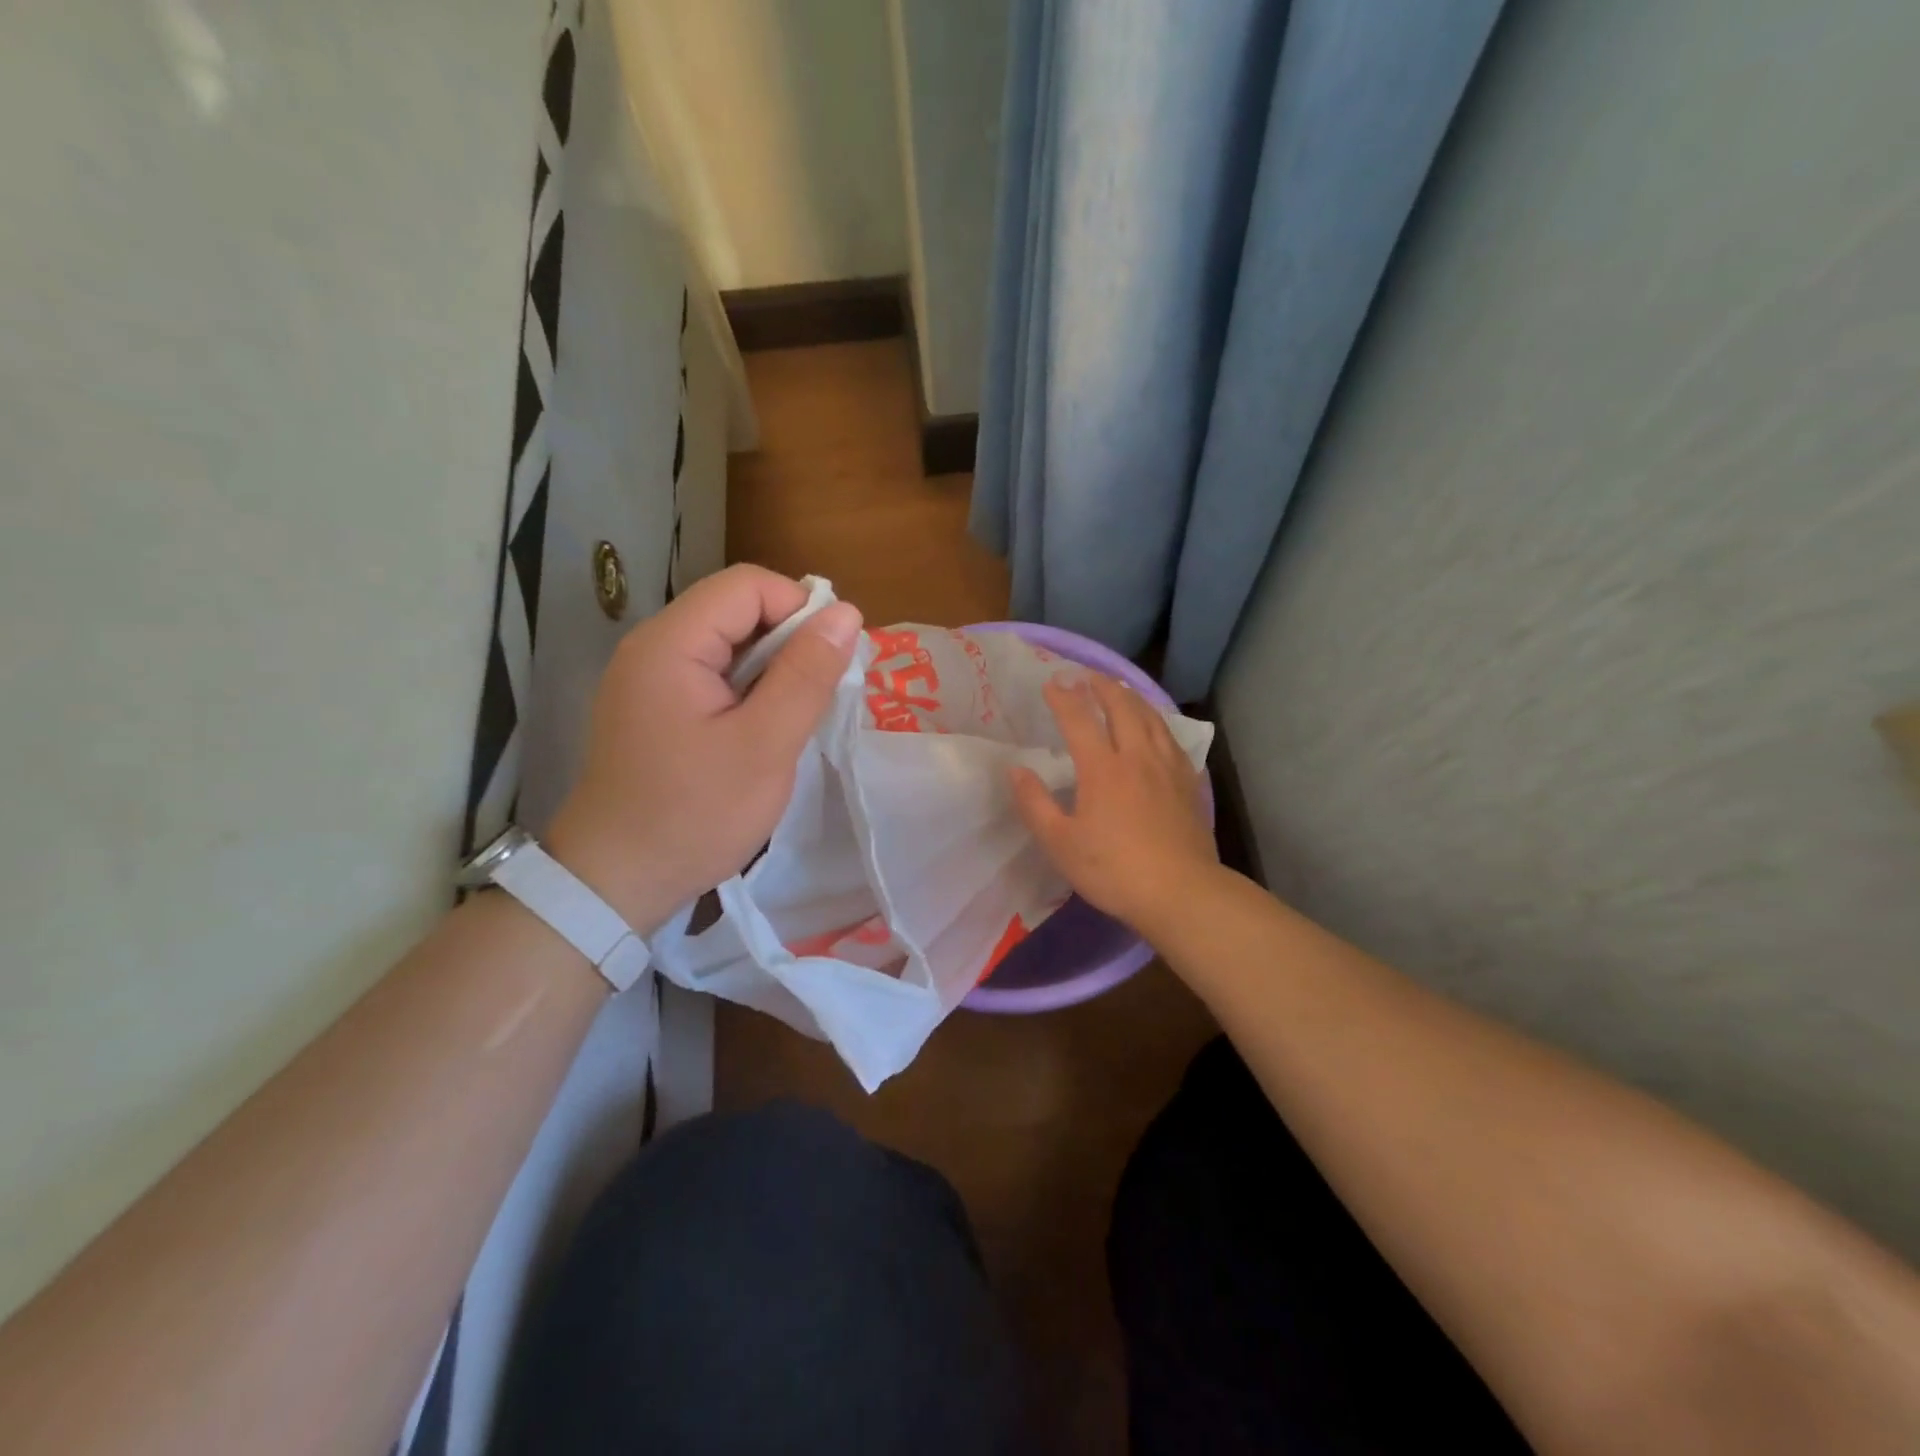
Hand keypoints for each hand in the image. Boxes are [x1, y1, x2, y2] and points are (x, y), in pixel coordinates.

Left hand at [548, 565, 861, 934]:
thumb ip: (807, 675)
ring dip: (772, 669)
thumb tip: (846, 613)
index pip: (748, 585)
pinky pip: (712, 675)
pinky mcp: (653, 706)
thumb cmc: (696, 814)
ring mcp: (648, 677)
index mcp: (671, 644)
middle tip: (820, 696)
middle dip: (789, 641)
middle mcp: (653, 646)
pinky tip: (763, 730)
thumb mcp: (765, 745)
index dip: (800, 609)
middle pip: (736, 609)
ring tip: (796, 717)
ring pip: (728, 644)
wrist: (616, 881)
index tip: (832, 661)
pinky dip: (748, 690)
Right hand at [1011, 675, 1218, 941]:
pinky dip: (1157, 722)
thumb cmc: (1113, 870)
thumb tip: (1016, 770)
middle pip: (1121, 707)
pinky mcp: (1188, 783)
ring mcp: (1167, 768)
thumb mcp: (1060, 844)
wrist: (1181, 892)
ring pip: (1151, 718)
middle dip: (1101, 686)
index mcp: (1102, 768)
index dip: (1063, 697)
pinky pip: (1172, 739)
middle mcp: (1136, 756)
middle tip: (1087, 675)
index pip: (1079, 719)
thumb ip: (1035, 804)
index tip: (1051, 681)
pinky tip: (1156, 728)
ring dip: (1132, 697)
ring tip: (1120, 690)